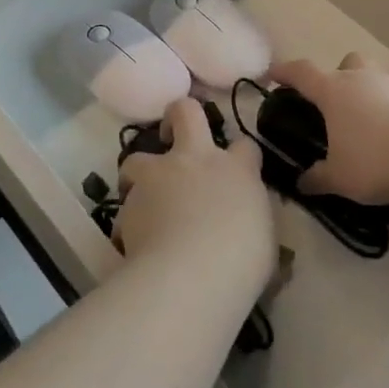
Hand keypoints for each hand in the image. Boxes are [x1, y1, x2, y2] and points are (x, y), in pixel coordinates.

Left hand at [116, 99, 275, 296]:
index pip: (245, 146)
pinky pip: (125, 208)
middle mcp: (196, 160)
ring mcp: (158, 176)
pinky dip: (129, 222)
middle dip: (177, 116)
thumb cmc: (240, 262)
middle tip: (171, 134)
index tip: (237, 172)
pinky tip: (134, 243)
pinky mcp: (129, 202)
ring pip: (137, 158)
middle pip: (186, 112)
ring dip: (139, 175)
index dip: (240, 156)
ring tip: (143, 200)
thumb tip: (246, 227)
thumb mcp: (263, 242)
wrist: (189, 276)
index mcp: (236, 170)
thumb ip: (251, 222)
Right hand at [265, 54, 388, 204]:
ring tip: (369, 125)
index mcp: (334, 92)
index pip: (301, 72)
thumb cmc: (376, 158)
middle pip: (346, 63)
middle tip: (336, 102)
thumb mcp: (340, 178)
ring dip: (369, 93)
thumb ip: (319, 179)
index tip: (272, 74)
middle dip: (338, 76)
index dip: (285, 72)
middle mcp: (362, 79)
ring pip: (376, 77)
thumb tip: (302, 183)